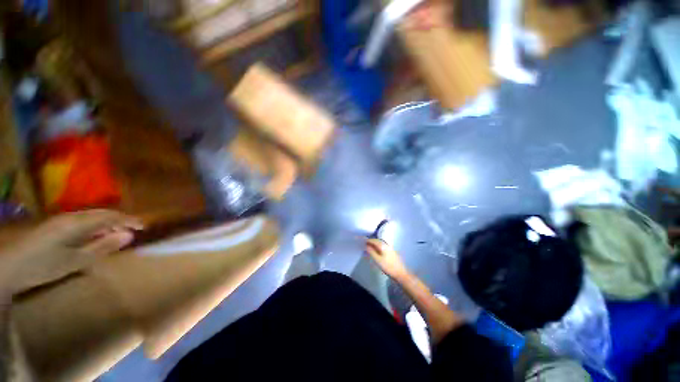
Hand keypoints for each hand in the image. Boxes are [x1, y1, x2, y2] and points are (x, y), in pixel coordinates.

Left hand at [0, 210, 142, 293]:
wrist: (9, 266)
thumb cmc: (43, 265)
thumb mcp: (75, 261)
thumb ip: (102, 247)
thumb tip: (129, 236)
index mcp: (77, 223)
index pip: (110, 216)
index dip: (128, 220)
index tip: (143, 227)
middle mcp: (71, 217)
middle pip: (102, 213)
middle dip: (120, 220)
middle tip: (133, 231)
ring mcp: (62, 220)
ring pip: (92, 216)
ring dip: (108, 223)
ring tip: (117, 234)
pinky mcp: (56, 226)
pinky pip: (83, 221)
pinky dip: (96, 227)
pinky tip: (96, 237)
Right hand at [365, 239, 408, 279]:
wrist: (400, 273)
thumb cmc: (388, 267)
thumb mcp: (377, 260)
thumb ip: (371, 252)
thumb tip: (366, 246)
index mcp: (383, 246)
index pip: (374, 240)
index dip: (368, 240)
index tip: (363, 241)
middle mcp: (387, 245)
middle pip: (378, 241)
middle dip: (371, 242)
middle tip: (365, 244)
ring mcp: (390, 248)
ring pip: (381, 244)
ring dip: (375, 244)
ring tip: (370, 248)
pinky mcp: (392, 252)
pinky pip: (383, 247)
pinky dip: (378, 247)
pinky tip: (377, 251)